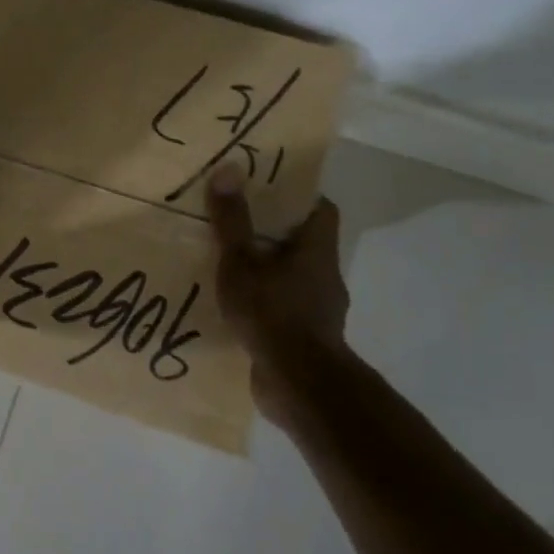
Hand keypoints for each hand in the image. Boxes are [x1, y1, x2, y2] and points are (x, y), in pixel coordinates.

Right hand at [204, 166, 353, 424]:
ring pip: (292, 276)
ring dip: (268, 269)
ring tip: (229, 264)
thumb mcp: (241, 262)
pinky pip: (284, 307)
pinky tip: (236, 306)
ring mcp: (318, 308)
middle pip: (304, 241)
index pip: (321, 209)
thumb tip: (229, 168)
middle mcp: (324, 274)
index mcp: (316, 249)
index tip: (267, 188)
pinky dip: (265, 301)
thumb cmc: (272, 313)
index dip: (297, 195)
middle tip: (236, 220)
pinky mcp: (306, 336)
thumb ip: (232, 220)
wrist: (298, 384)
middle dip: (273, 231)